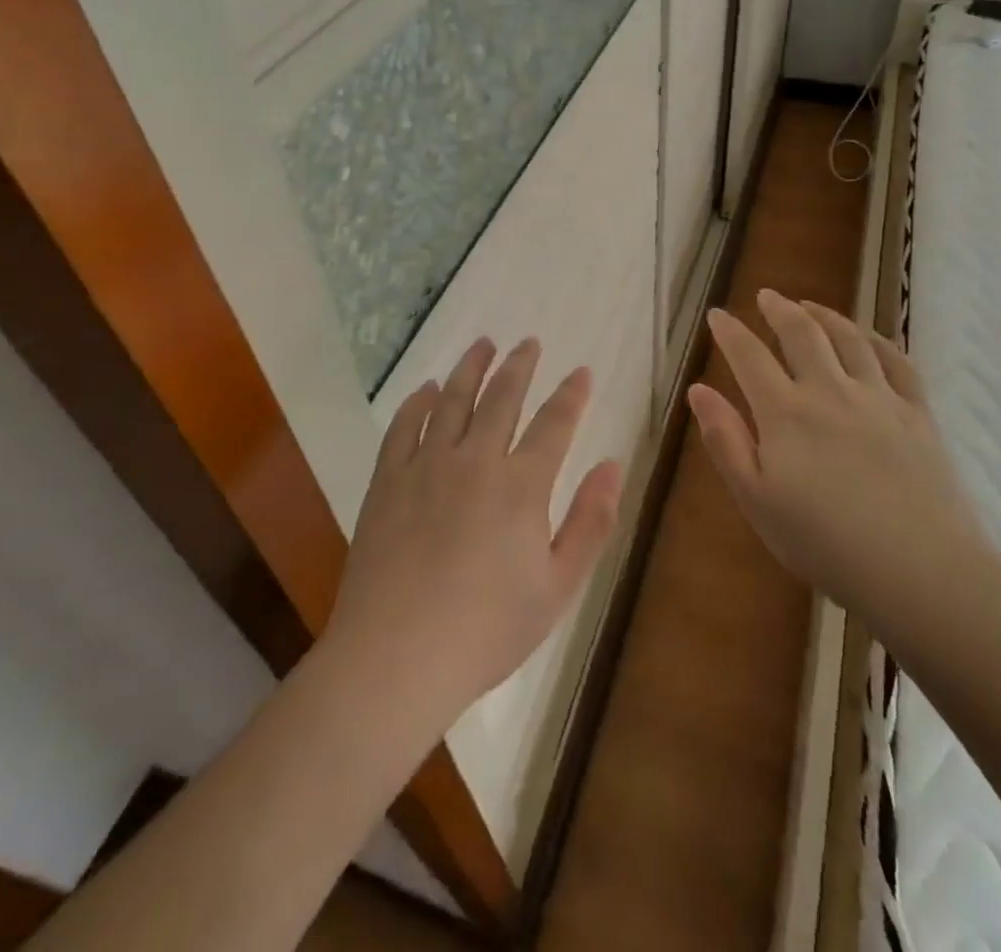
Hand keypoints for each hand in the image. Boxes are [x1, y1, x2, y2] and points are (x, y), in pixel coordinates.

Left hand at [324, 337, 623, 729]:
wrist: (396, 658)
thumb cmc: (487, 630)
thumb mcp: (558, 587)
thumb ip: (590, 522)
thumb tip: (612, 464)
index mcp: (521, 486)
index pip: (554, 424)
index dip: (571, 395)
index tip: (582, 372)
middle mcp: (475, 461)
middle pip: (501, 398)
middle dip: (519, 366)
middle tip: (528, 342)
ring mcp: (426, 466)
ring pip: (453, 400)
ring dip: (471, 367)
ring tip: (483, 344)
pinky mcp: (388, 481)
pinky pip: (404, 427)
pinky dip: (419, 402)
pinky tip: (428, 389)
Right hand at [689, 290, 988, 635]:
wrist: (919, 570)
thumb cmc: (824, 543)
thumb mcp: (756, 500)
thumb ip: (725, 440)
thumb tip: (698, 389)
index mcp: (785, 413)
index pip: (750, 357)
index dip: (730, 332)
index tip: (717, 314)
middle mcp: (830, 391)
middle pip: (802, 334)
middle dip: (779, 309)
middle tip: (766, 296)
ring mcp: (879, 398)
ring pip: (849, 338)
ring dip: (825, 315)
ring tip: (810, 306)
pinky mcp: (918, 414)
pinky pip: (897, 361)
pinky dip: (877, 340)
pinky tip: (868, 337)